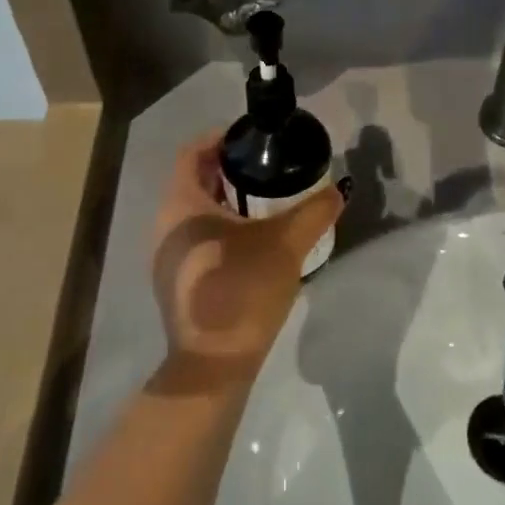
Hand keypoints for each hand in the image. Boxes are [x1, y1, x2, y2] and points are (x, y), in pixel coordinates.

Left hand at [150, 135, 342, 389]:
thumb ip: (315, 211)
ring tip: (265, 199)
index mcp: (182, 204)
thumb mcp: (287, 244)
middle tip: (267, 166)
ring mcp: (166, 256)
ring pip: (194, 210)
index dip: (220, 138)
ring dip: (225, 198)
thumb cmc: (242, 290)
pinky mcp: (175, 281)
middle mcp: (165, 224)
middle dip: (228, 168)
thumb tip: (338, 191)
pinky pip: (194, 236)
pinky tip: (251, 239)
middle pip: (194, 179)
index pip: (192, 152)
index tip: (253, 138)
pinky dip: (218, 225)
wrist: (213, 366)